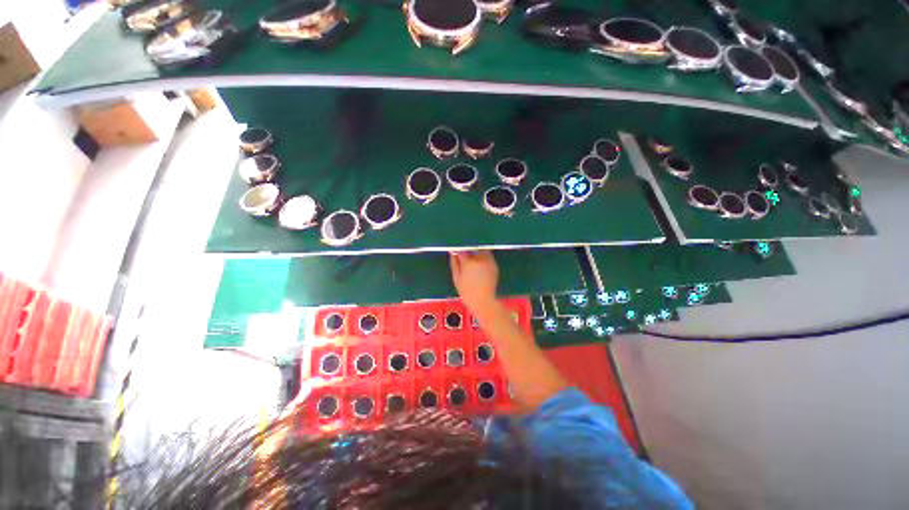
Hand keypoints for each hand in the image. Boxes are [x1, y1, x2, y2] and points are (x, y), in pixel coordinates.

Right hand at [449, 251, 498, 313]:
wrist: (483, 300)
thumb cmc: (466, 291)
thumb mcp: (456, 277)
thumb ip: (454, 263)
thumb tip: (453, 253)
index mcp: (468, 262)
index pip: (462, 250)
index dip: (458, 251)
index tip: (455, 253)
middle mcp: (480, 258)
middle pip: (473, 248)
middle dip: (468, 250)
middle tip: (465, 258)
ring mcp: (489, 261)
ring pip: (481, 250)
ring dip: (476, 252)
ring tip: (473, 262)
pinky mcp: (494, 264)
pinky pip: (487, 256)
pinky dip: (483, 258)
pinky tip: (479, 267)